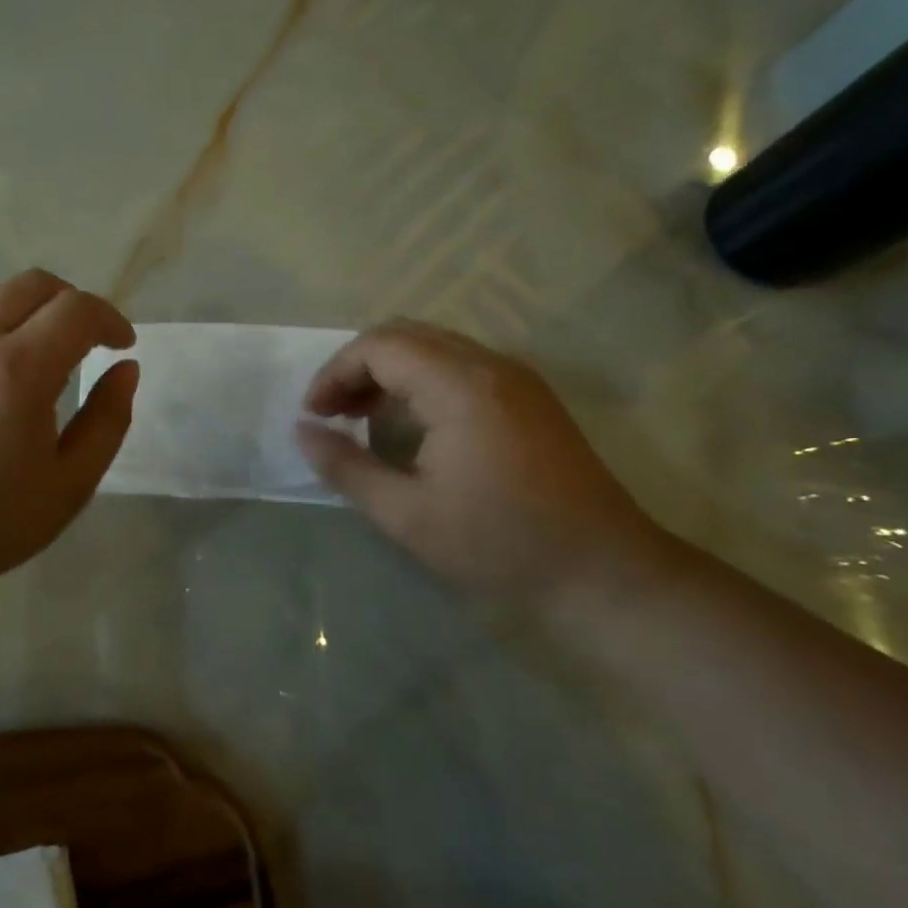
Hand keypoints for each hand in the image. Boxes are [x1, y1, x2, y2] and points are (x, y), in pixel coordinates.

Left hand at [0, 270, 138, 595]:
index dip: (110, 319)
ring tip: (39, 354)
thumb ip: (108, 419)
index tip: (121, 346)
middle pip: (32, 284)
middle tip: (86, 342)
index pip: (76, 309)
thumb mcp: (71, 484)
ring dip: (28, 310)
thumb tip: (125, 369)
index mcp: (17, 371)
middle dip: (72, 302)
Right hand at [297, 321, 665, 607]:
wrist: (606, 572)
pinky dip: (420, 380)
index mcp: (459, 385)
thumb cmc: (500, 544)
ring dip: (388, 372)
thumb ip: (346, 467)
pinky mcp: (529, 396)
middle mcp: (489, 364)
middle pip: (404, 335)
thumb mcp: (406, 515)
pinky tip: (411, 423)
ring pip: (432, 346)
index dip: (335, 373)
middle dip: (357, 367)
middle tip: (332, 413)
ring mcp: (515, 377)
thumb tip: (302, 432)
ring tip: (362, 417)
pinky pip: (459, 364)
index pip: (379, 346)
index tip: (314, 416)